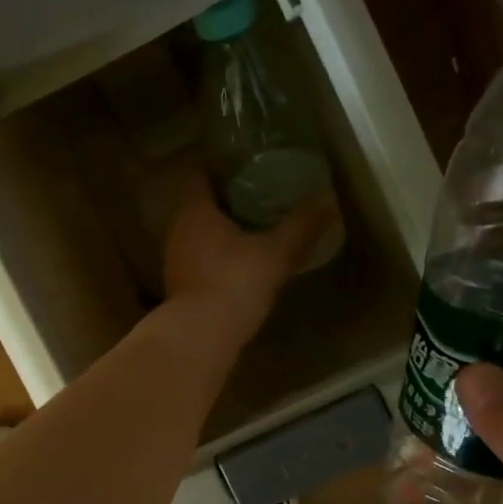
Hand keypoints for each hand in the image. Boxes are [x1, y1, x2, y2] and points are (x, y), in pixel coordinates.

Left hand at [161, 175, 333, 349]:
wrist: (201, 335)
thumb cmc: (235, 282)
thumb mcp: (276, 252)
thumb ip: (301, 226)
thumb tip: (328, 198)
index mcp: (195, 211)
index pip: (199, 176)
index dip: (219, 169)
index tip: (245, 168)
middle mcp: (177, 230)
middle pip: (198, 205)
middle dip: (224, 200)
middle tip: (257, 197)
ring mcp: (174, 260)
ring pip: (196, 234)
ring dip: (219, 230)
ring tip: (251, 229)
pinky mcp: (178, 286)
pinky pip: (197, 259)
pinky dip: (215, 255)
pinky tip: (238, 263)